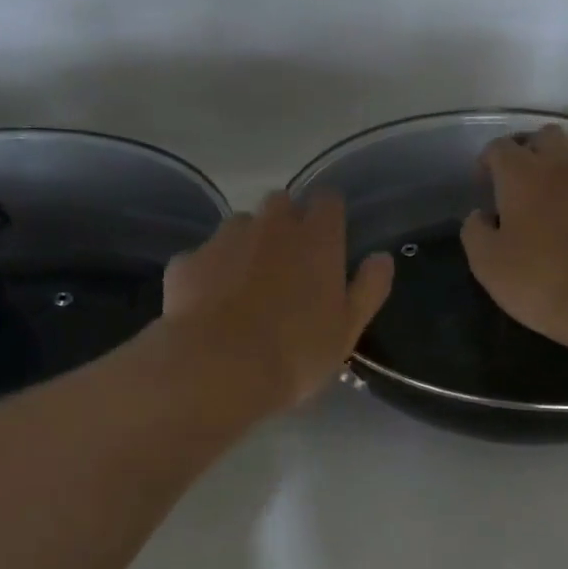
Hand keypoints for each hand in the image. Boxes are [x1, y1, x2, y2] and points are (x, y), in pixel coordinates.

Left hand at [164, 190, 394, 413]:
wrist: (216, 368)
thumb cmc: (296, 352)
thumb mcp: (347, 329)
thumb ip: (368, 288)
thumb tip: (381, 257)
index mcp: (316, 238)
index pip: (328, 200)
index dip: (329, 217)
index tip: (329, 242)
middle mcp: (270, 225)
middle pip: (281, 203)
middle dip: (285, 224)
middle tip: (288, 267)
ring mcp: (224, 239)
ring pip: (240, 227)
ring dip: (246, 245)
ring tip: (245, 288)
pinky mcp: (187, 261)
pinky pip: (203, 258)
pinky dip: (209, 274)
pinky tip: (209, 307)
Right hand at [461, 125, 567, 358]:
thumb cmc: (542, 282)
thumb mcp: (488, 265)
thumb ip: (475, 232)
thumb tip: (480, 215)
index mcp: (522, 174)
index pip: (499, 147)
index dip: (487, 161)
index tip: (483, 182)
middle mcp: (563, 163)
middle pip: (543, 136)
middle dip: (528, 151)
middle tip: (519, 181)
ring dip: (562, 162)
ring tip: (554, 191)